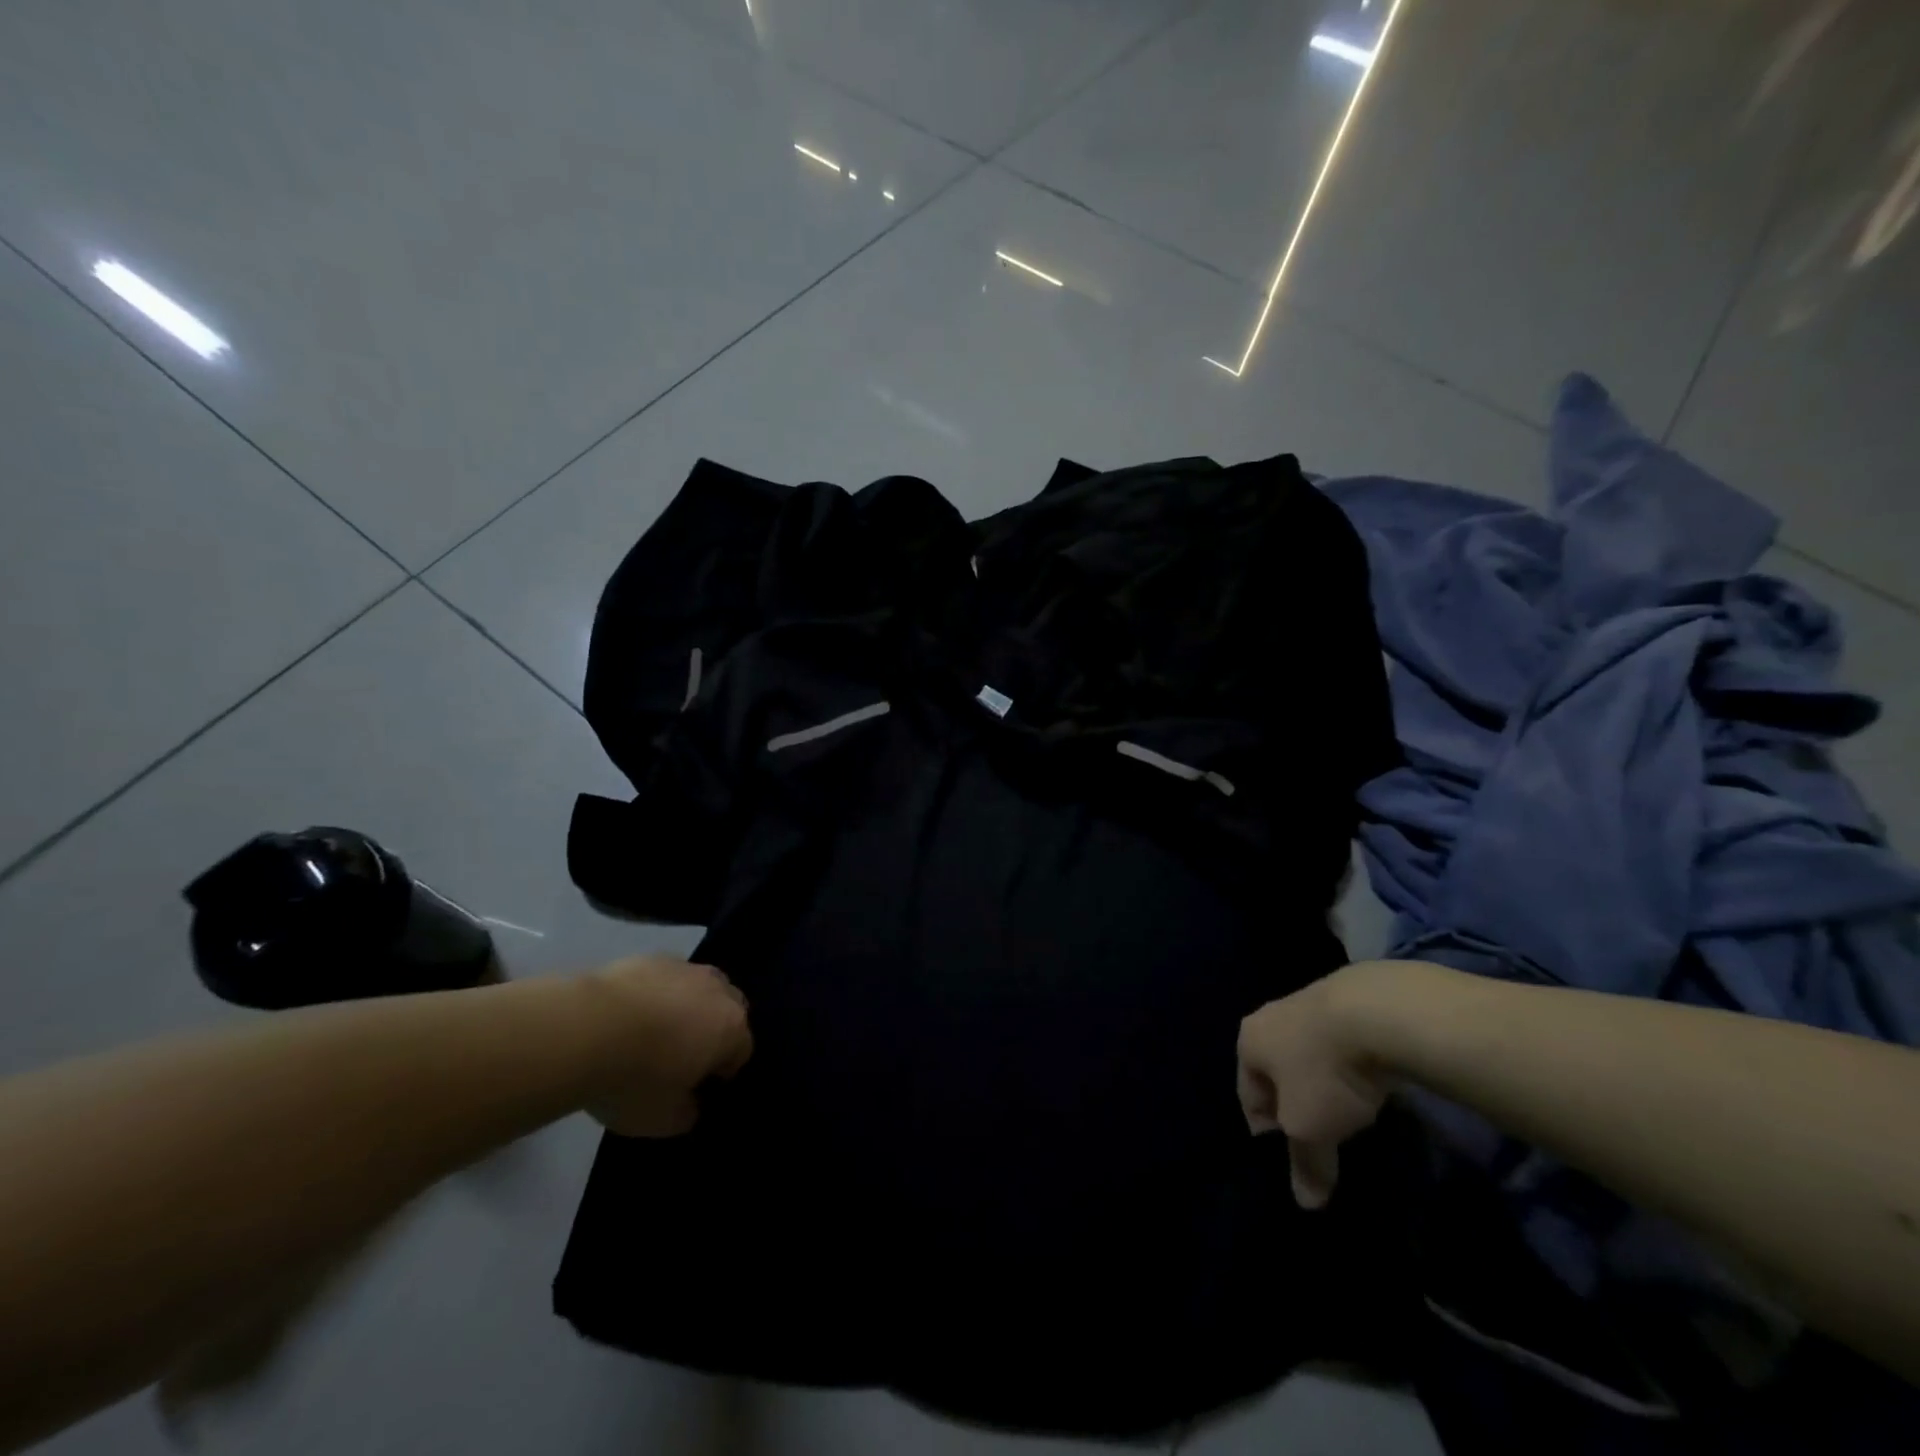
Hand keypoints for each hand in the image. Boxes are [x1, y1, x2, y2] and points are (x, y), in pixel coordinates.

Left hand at [579, 956, 752, 1136]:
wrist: (584, 1029)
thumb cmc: (634, 1079)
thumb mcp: (663, 1120)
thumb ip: (688, 1113)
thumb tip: (692, 1104)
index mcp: (731, 1029)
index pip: (742, 1052)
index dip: (721, 1073)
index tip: (694, 1089)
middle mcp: (718, 991)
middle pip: (729, 1010)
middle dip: (713, 1030)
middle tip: (680, 1057)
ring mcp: (685, 968)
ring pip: (699, 988)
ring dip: (687, 1006)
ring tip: (652, 1031)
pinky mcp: (651, 957)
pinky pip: (666, 978)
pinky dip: (657, 993)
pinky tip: (628, 1013)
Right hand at [1237, 965, 1395, 1208]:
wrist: (1378, 1011)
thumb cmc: (1325, 1070)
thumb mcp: (1311, 1129)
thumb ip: (1306, 1164)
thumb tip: (1306, 1202)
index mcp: (1248, 1042)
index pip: (1248, 1097)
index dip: (1269, 1133)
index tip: (1295, 1155)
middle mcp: (1268, 1017)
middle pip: (1277, 1072)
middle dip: (1296, 1102)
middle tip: (1323, 1132)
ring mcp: (1306, 1001)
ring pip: (1308, 1054)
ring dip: (1324, 1081)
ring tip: (1352, 1108)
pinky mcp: (1345, 997)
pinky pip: (1339, 1041)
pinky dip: (1349, 1062)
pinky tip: (1371, 1079)